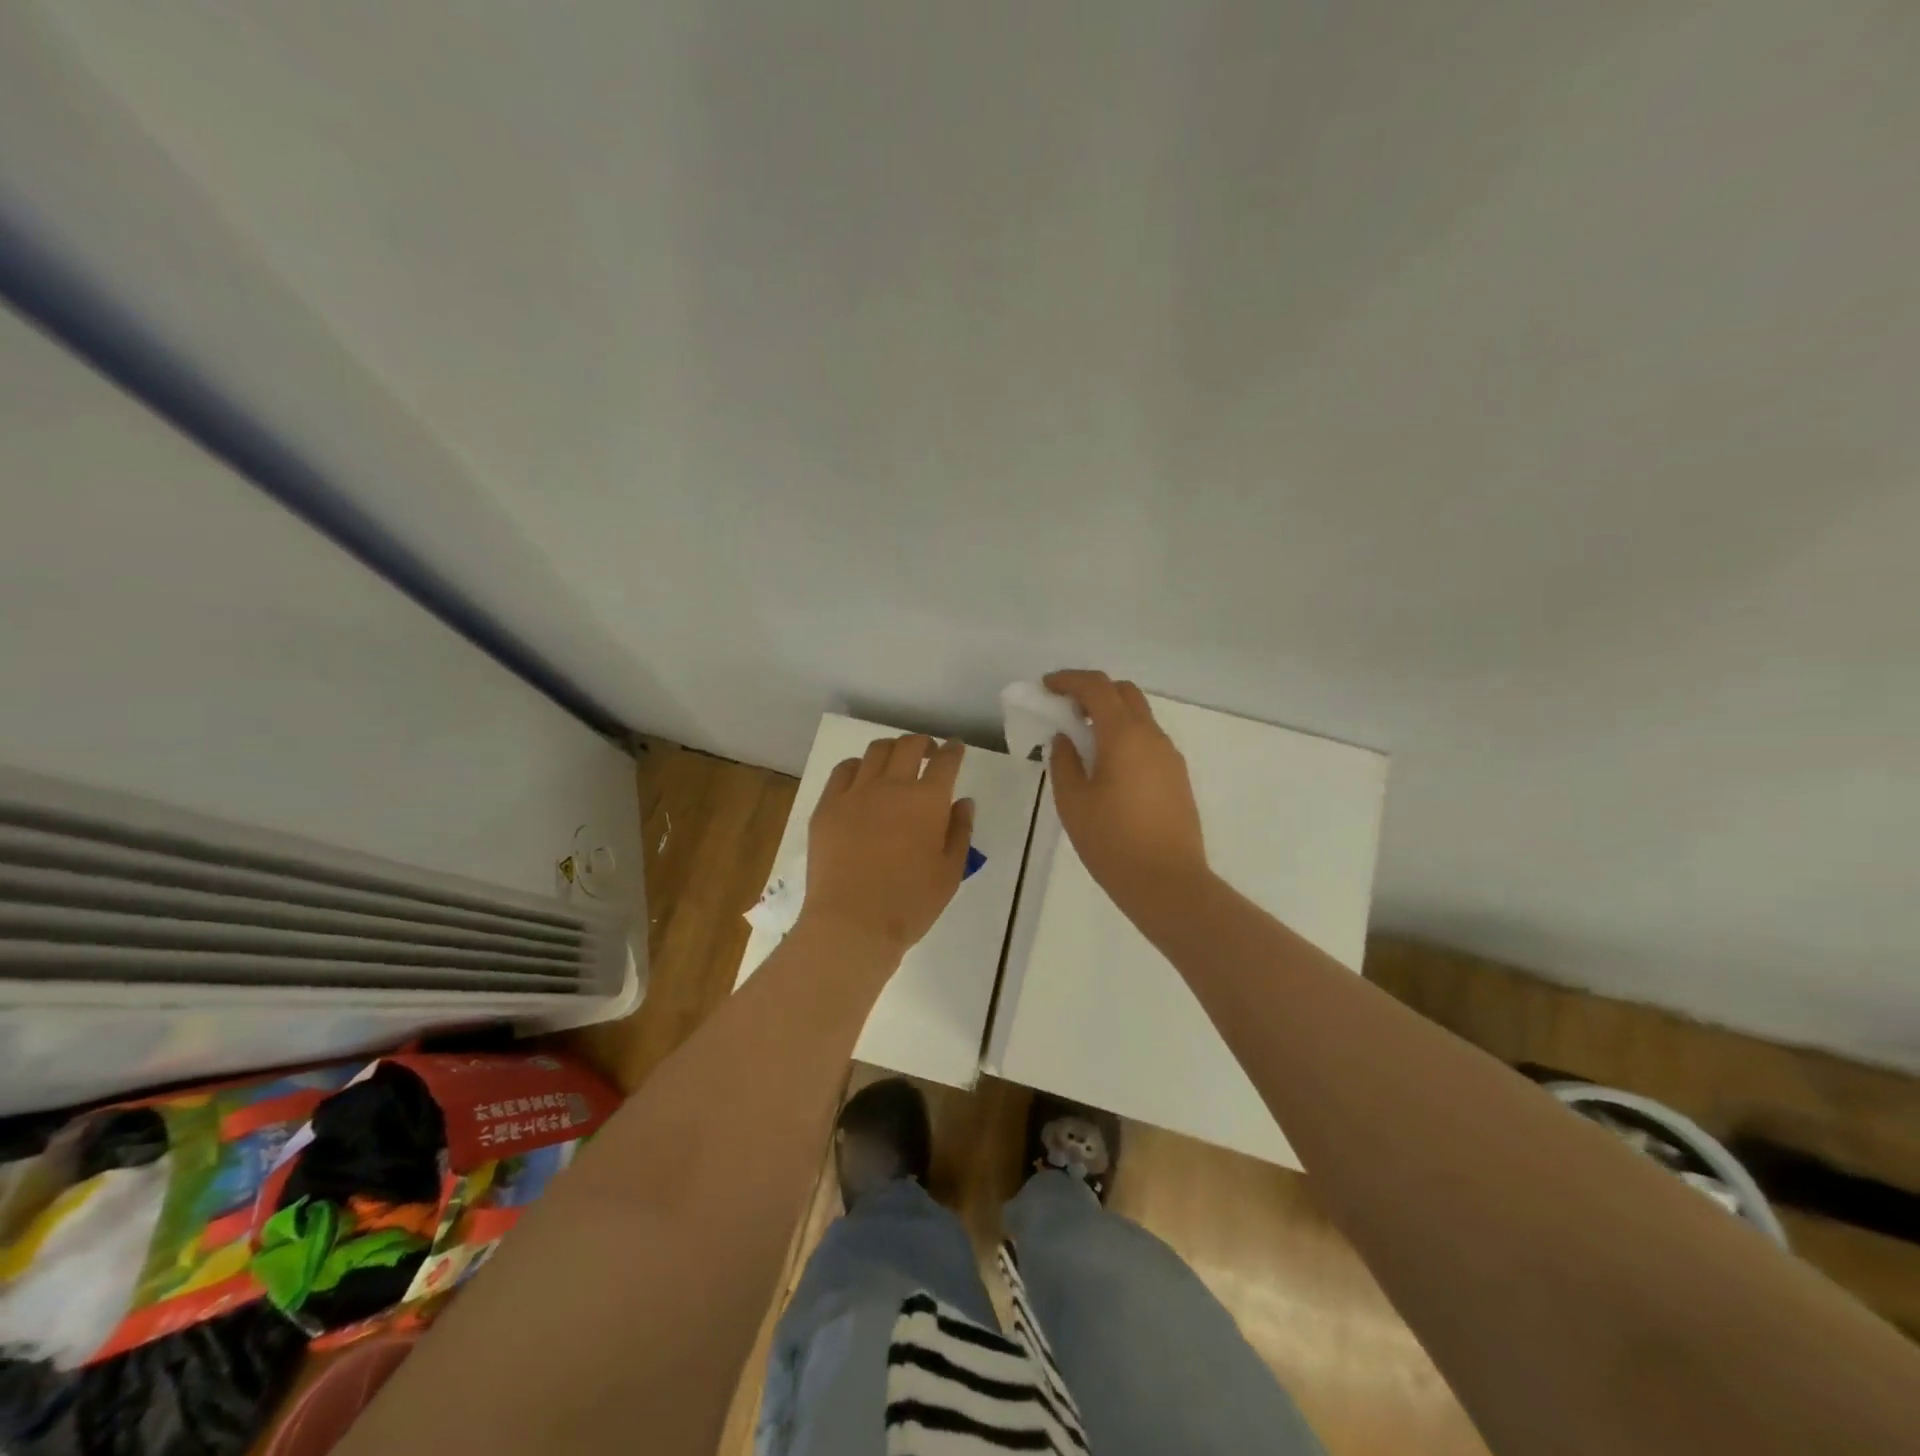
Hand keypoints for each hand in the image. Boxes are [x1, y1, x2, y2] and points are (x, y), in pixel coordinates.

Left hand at [802, 735, 975, 955]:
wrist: (852, 924)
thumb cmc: (909, 904)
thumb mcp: (950, 873)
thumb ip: (960, 832)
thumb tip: (963, 801)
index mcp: (927, 801)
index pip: (945, 761)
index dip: (953, 750)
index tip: (955, 749)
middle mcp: (891, 786)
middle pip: (908, 746)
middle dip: (923, 743)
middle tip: (928, 752)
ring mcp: (855, 793)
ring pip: (875, 751)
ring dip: (891, 750)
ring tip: (895, 762)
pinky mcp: (827, 806)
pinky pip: (844, 770)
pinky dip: (859, 766)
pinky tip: (862, 778)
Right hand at [1044, 670, 1207, 914]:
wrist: (1168, 883)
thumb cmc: (1112, 842)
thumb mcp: (1073, 802)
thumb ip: (1064, 762)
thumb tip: (1065, 738)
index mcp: (1123, 735)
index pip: (1097, 687)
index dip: (1068, 680)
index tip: (1046, 687)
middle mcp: (1152, 736)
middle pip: (1124, 692)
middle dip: (1092, 691)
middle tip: (1065, 708)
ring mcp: (1170, 756)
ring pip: (1140, 716)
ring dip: (1111, 713)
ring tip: (1084, 738)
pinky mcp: (1177, 776)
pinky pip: (1149, 739)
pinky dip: (1125, 735)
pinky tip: (1108, 764)